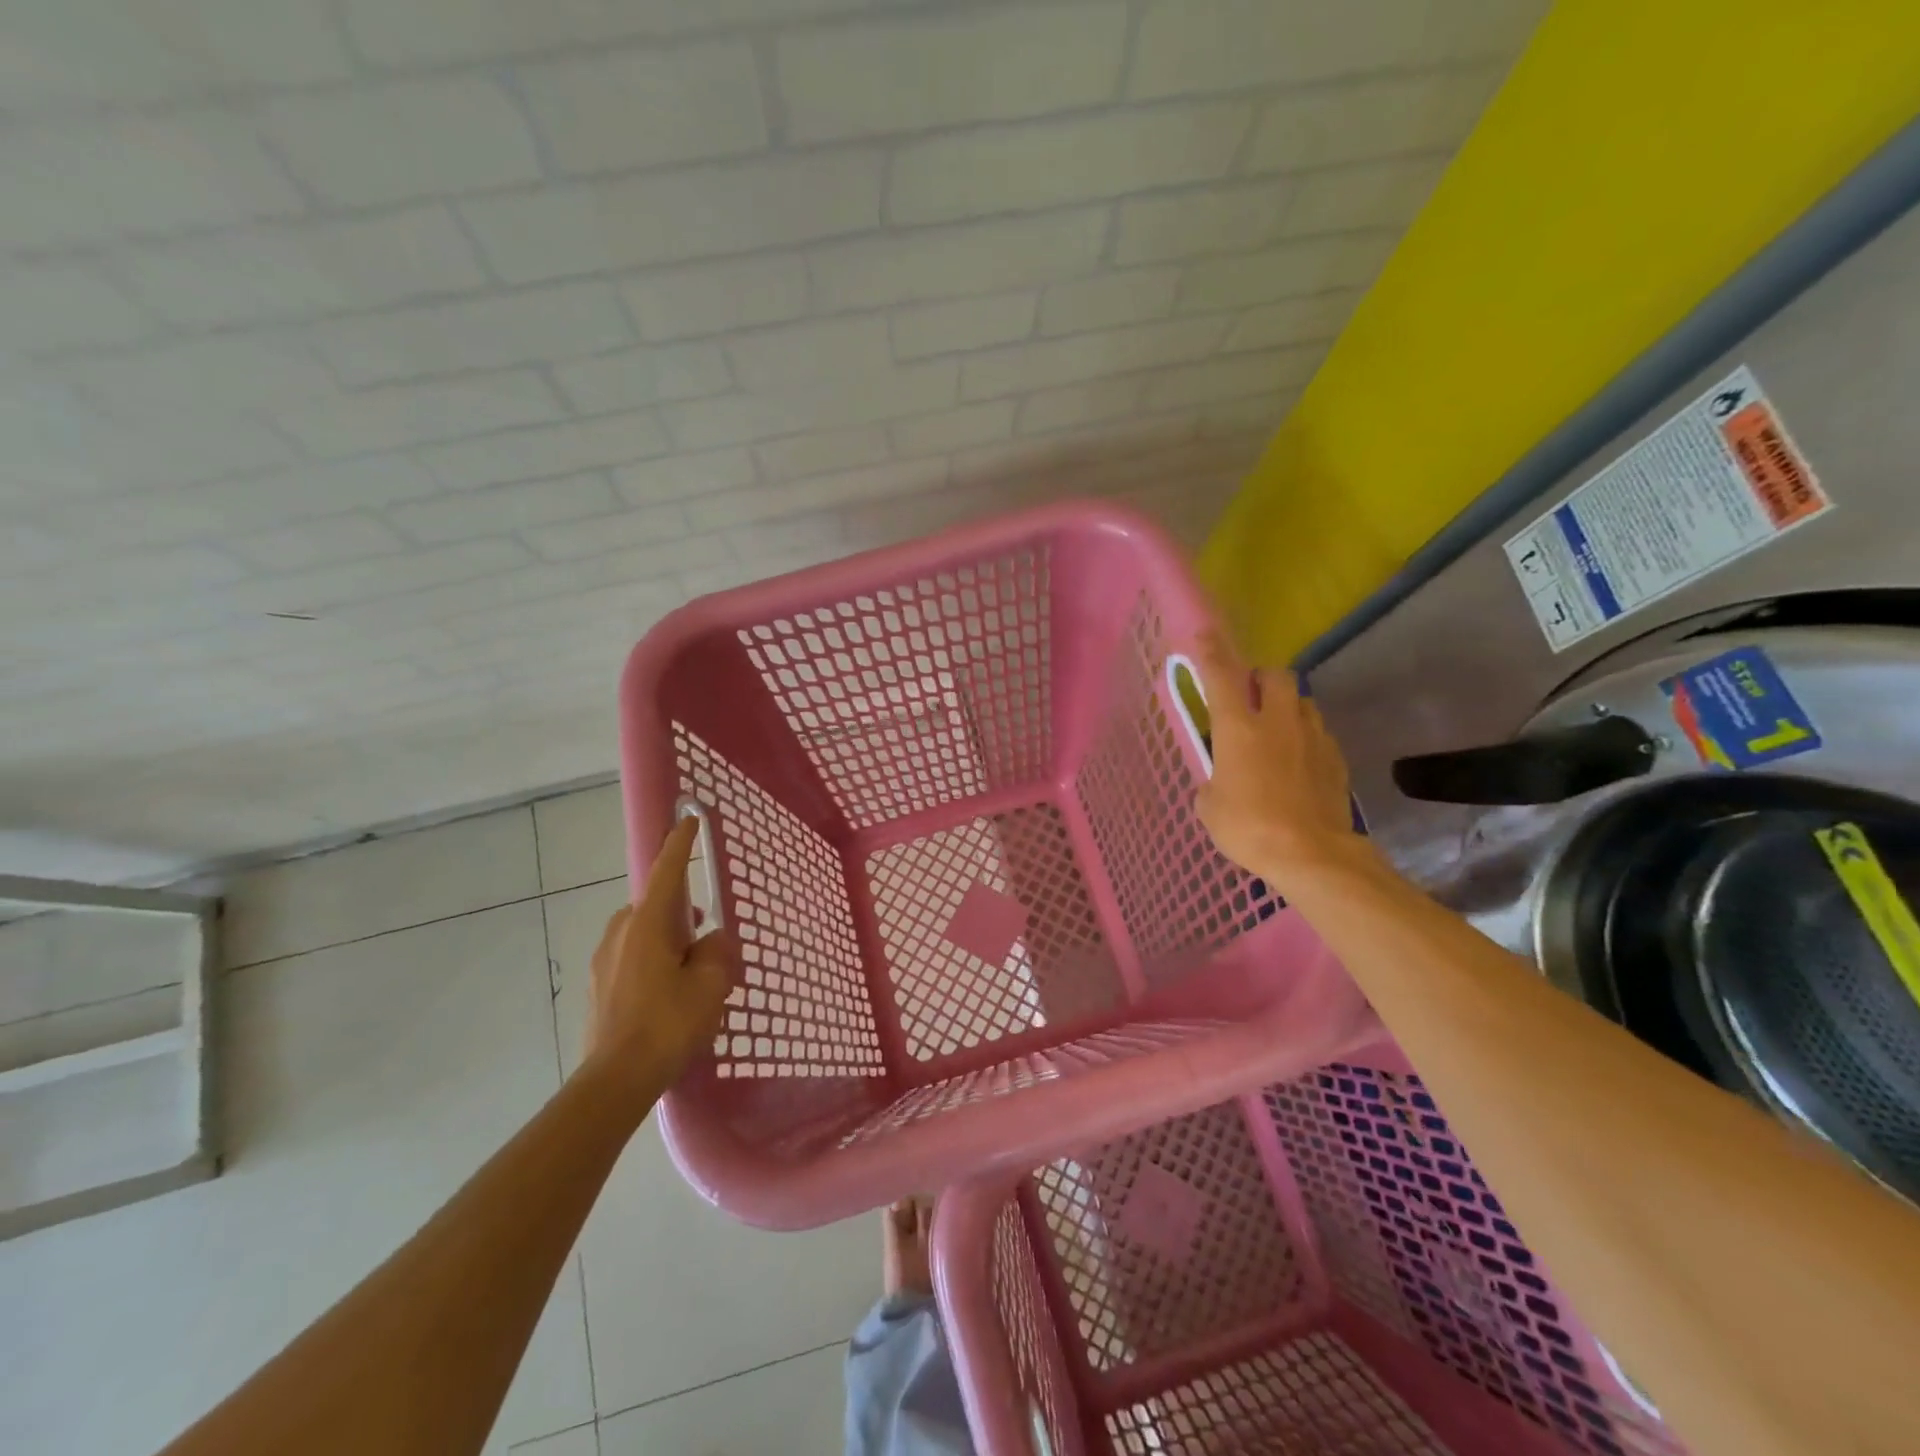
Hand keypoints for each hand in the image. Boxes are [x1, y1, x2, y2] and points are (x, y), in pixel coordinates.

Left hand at [581, 817, 737, 1099]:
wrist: (615, 1079)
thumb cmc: (668, 1023)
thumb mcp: (711, 984)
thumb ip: (717, 951)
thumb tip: (712, 940)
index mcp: (648, 924)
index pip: (667, 871)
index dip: (680, 844)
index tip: (689, 818)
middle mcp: (620, 934)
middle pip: (654, 905)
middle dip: (680, 909)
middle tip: (704, 929)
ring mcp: (604, 961)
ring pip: (642, 933)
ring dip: (667, 938)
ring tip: (691, 966)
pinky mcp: (599, 988)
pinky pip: (632, 957)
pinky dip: (653, 961)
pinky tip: (669, 992)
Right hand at [1193, 629, 1372, 893]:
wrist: (1311, 854)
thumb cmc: (1248, 828)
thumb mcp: (1210, 807)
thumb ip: (1213, 781)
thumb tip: (1221, 780)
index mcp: (1238, 728)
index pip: (1221, 677)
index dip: (1211, 652)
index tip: (1205, 633)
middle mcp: (1277, 721)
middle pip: (1275, 675)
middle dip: (1261, 678)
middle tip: (1249, 698)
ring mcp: (1312, 737)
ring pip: (1301, 701)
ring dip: (1286, 707)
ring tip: (1276, 731)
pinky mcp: (1335, 758)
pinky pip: (1318, 733)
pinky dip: (1305, 737)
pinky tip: (1298, 762)